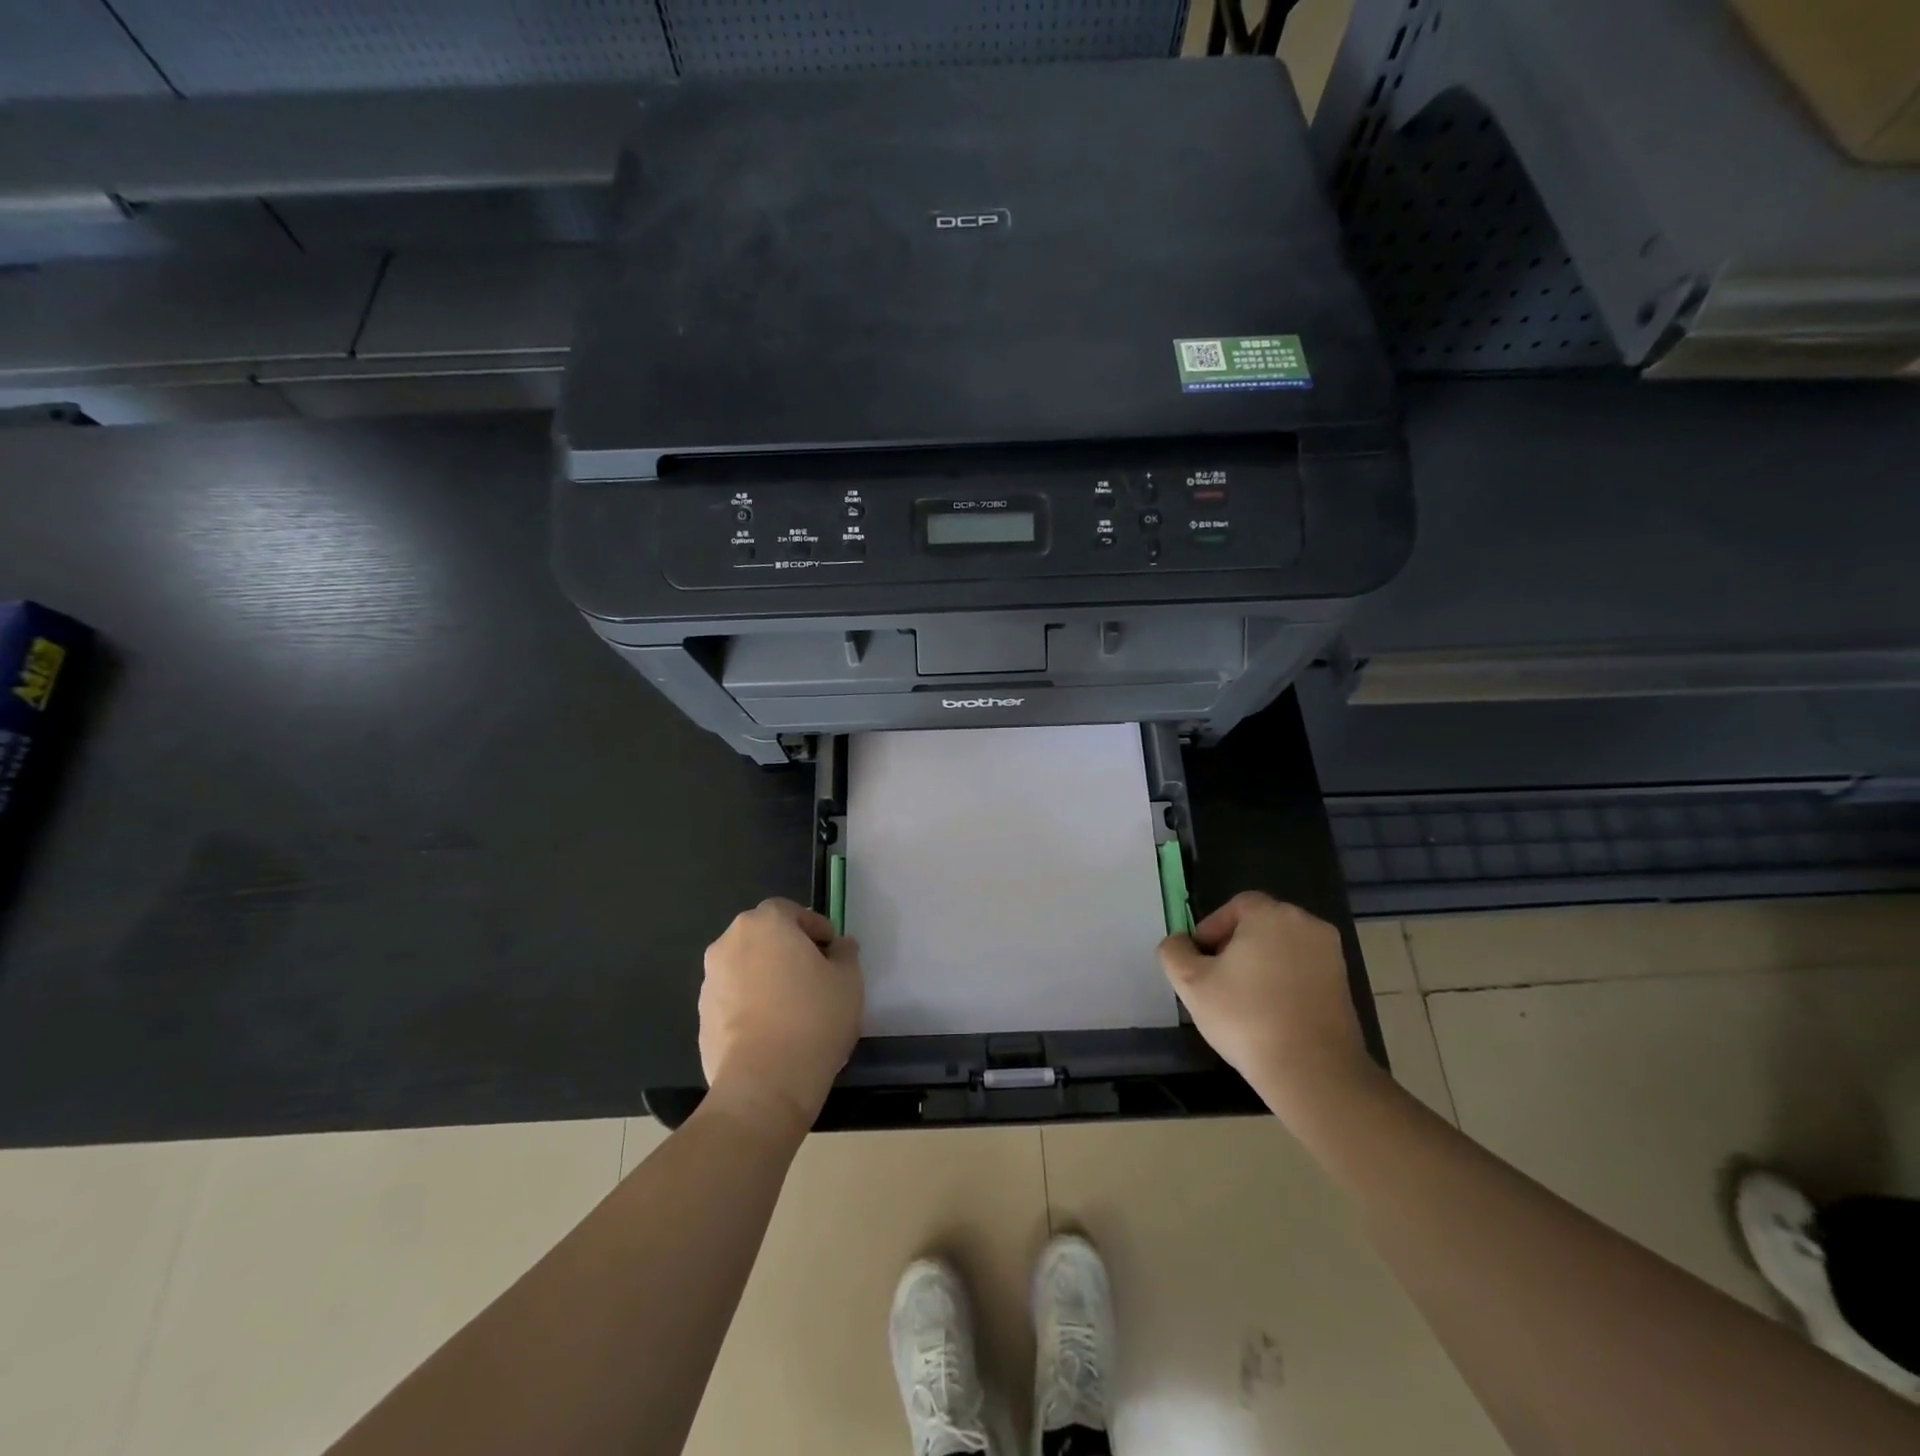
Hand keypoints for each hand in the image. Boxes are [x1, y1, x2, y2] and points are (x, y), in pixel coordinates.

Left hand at [699, 898, 863, 1135]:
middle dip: (787, 950)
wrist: (764, 1084)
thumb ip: (845, 954)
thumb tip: (839, 946)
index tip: (832, 952)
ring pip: (746, 967)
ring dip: (767, 977)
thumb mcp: (848, 980)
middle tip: (814, 976)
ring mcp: (711, 981)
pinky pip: (734, 999)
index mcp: (765, 923)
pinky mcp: (702, 1017)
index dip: (814, 927)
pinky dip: (751, 1005)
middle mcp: (729, 943)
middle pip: (764, 936)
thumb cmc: (813, 1018)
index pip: (791, 911)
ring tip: (793, 1008)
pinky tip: (773, 1031)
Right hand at [1157, 891, 1378, 1121]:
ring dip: (1260, 966)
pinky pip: (1303, 971)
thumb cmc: (1246, 1017)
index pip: (1235, 907)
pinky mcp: (1344, 984)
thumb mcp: (1191, 983)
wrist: (1313, 1071)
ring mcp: (1331, 954)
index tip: (1201, 962)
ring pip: (1282, 948)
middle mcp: (1306, 924)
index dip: (1212, 930)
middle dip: (1235, 947)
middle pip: (1260, 925)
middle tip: (1217, 981)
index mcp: (1271, 914)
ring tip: (1243, 1000)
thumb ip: (1174, 952)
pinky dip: (1284, 982)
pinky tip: (1270, 1014)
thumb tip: (1179, 943)